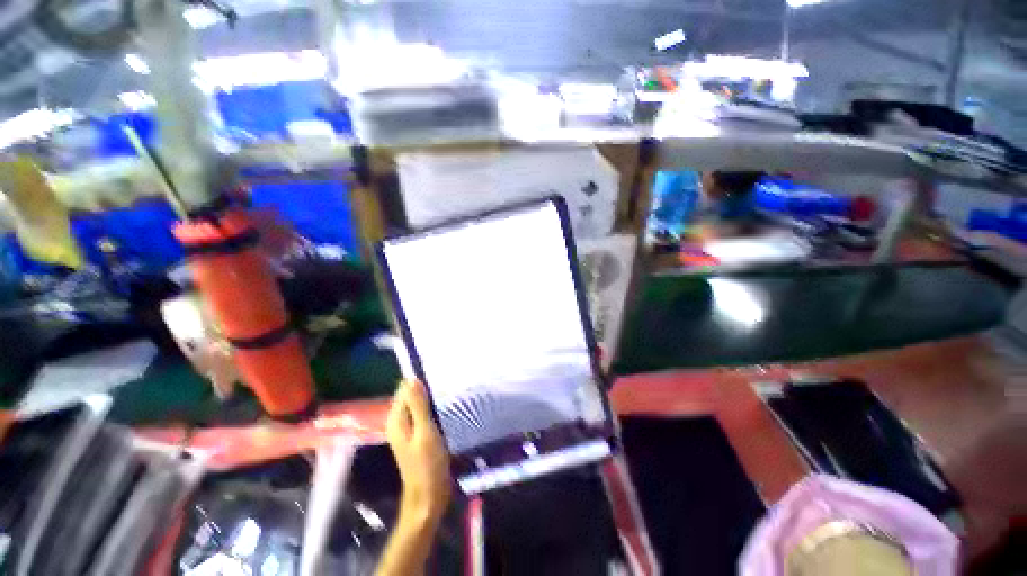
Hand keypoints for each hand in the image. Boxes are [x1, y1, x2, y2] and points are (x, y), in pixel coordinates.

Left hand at [387, 379, 452, 523]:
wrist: (429, 497)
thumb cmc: (428, 464)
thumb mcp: (425, 432)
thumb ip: (418, 406)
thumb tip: (411, 379)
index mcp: (396, 420)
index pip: (404, 389)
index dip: (419, 382)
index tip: (438, 378)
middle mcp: (399, 422)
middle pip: (411, 397)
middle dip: (426, 390)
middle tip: (447, 386)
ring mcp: (408, 430)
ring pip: (418, 406)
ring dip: (431, 400)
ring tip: (450, 393)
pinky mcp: (418, 436)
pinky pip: (424, 415)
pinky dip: (433, 410)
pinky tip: (446, 409)